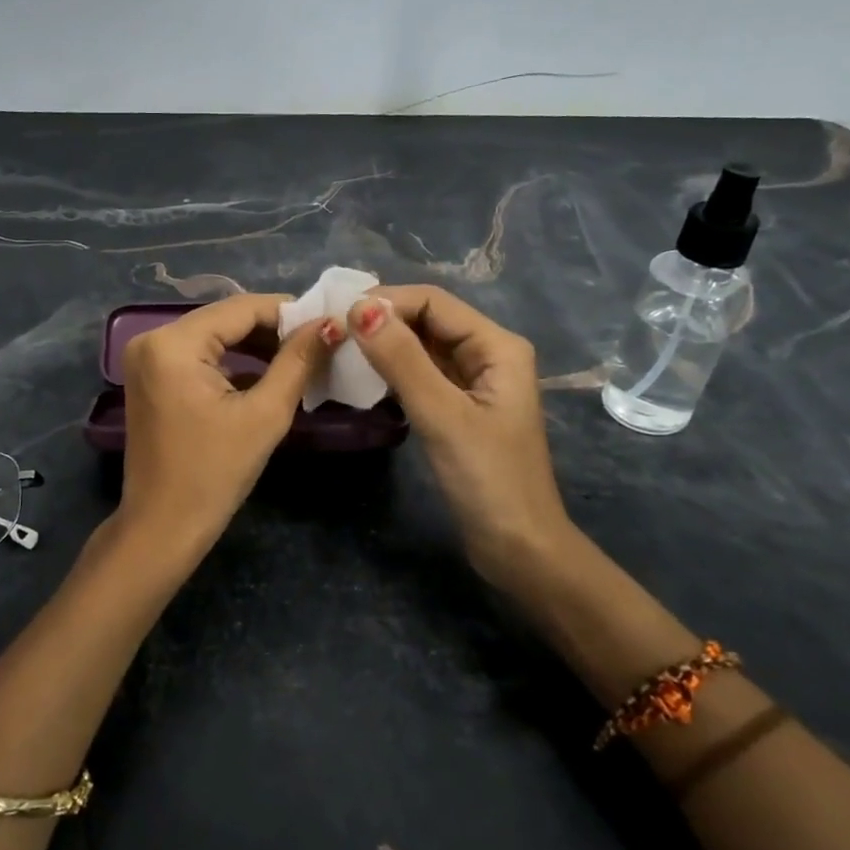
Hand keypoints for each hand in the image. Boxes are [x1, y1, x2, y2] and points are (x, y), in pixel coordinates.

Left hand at [117, 293, 340, 562]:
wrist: (163, 527)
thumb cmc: (214, 474)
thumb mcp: (265, 414)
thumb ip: (298, 362)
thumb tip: (331, 324)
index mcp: (173, 343)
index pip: (241, 308)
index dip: (289, 311)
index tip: (329, 321)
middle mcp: (152, 339)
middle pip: (225, 319)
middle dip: (273, 329)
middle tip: (320, 341)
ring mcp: (147, 358)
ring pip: (214, 336)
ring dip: (255, 345)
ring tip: (302, 357)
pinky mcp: (151, 377)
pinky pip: (199, 355)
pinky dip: (232, 361)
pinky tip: (268, 373)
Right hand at [346, 285, 578, 588]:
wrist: (518, 547)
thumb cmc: (487, 478)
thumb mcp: (442, 415)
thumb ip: (402, 359)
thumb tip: (360, 308)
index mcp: (496, 346)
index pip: (433, 302)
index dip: (386, 301)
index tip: (338, 316)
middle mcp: (487, 354)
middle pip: (427, 320)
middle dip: (382, 321)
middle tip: (332, 333)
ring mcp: (473, 382)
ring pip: (422, 348)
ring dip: (384, 346)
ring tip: (339, 352)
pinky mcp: (458, 407)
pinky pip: (421, 375)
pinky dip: (393, 372)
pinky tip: (362, 379)